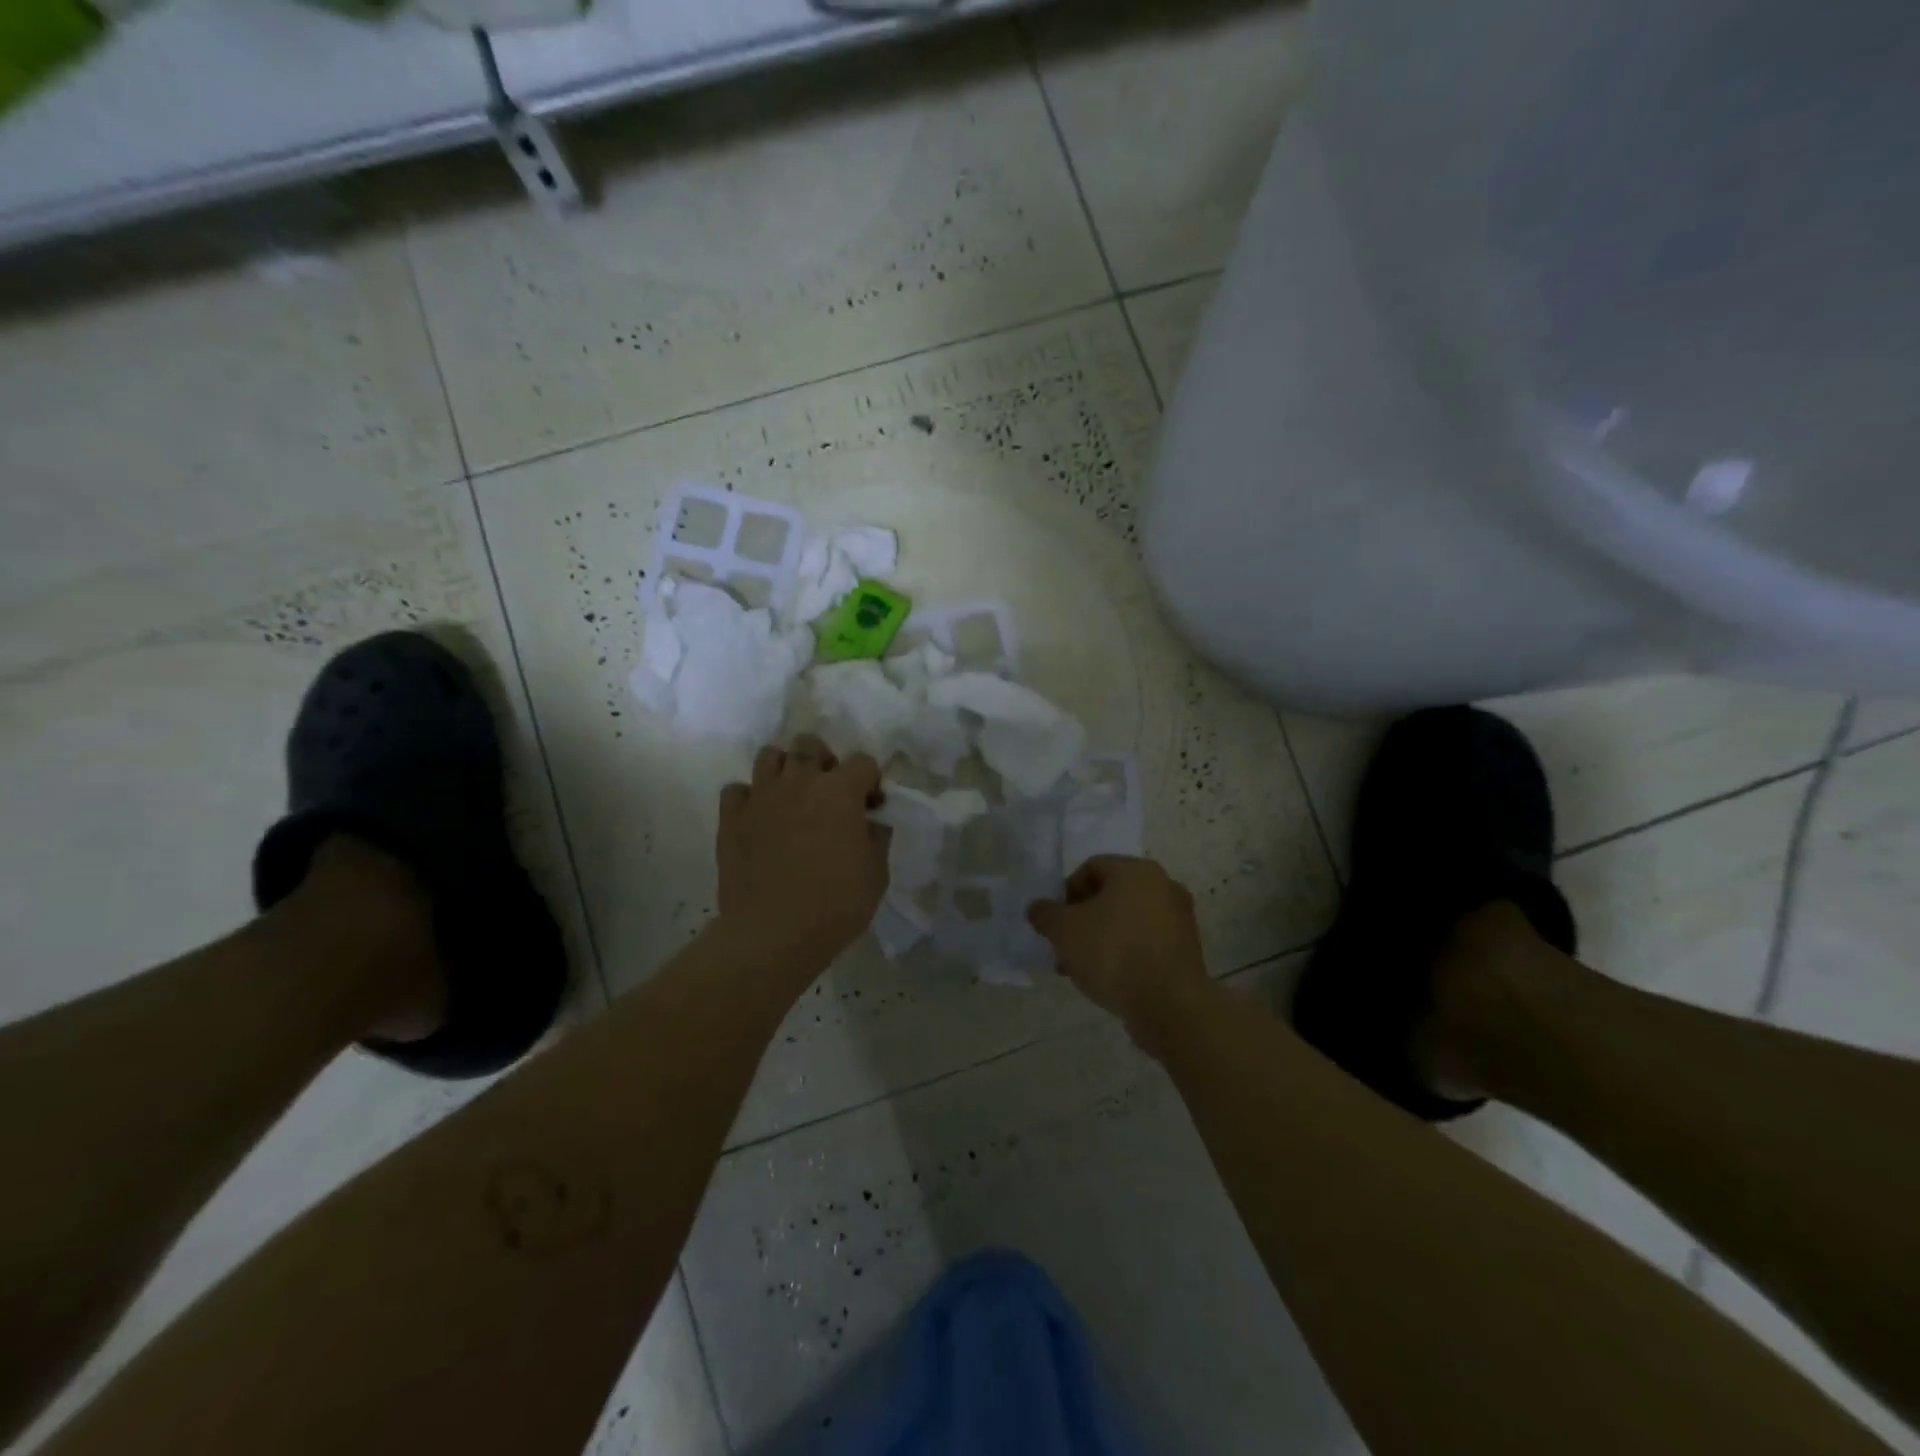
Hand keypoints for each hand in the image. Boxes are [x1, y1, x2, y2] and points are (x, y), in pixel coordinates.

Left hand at [716, 736, 889, 975]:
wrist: (773, 933)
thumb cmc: (835, 904)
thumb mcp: (876, 873)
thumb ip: (876, 837)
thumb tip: (871, 821)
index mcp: (839, 791)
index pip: (863, 762)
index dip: (871, 782)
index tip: (871, 807)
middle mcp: (799, 782)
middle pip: (809, 745)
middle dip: (823, 761)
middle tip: (828, 793)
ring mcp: (761, 796)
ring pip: (770, 756)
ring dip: (785, 770)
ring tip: (792, 797)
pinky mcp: (731, 818)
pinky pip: (737, 790)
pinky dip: (749, 798)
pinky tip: (759, 819)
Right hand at [1028, 856, 1209, 1054]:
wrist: (1169, 1005)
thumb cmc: (1113, 953)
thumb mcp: (1064, 930)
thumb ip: (1045, 914)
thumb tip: (1038, 908)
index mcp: (1137, 870)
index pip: (1091, 868)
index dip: (1066, 892)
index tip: (1055, 921)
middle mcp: (1163, 885)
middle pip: (1110, 895)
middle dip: (1082, 919)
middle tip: (1065, 946)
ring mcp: (1179, 919)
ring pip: (1128, 921)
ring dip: (1102, 938)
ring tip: (1082, 969)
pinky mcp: (1186, 950)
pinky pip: (1146, 942)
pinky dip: (1126, 953)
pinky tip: (1109, 979)